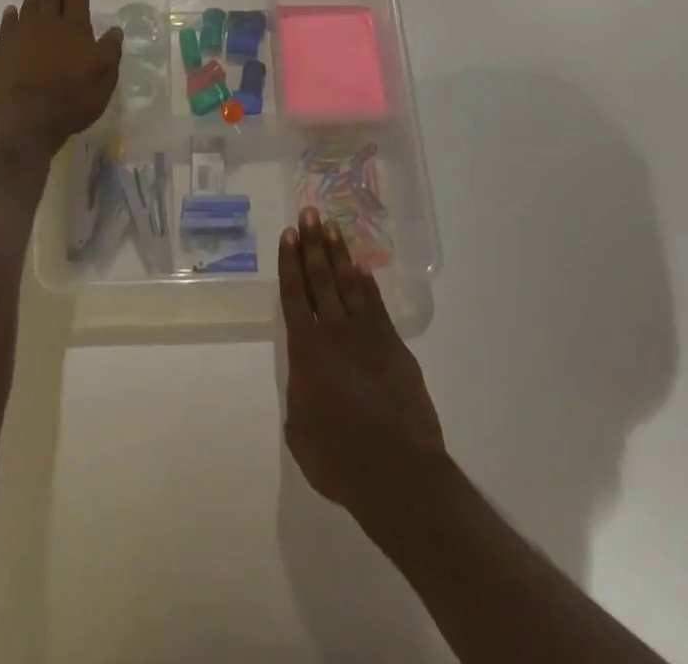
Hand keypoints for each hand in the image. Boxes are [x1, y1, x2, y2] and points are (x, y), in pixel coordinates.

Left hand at [0, 0, 121, 151]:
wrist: (24, 118)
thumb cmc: (71, 98)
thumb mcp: (104, 77)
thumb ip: (109, 51)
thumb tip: (114, 29)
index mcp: (75, 29)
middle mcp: (48, 26)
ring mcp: (22, 36)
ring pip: (30, 4)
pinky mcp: (3, 51)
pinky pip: (8, 26)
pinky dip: (10, 16)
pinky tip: (11, 9)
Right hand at [280, 209, 445, 521]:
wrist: (398, 474)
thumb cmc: (339, 460)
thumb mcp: (300, 432)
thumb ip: (300, 397)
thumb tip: (307, 383)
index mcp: (306, 350)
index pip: (294, 295)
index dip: (290, 263)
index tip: (288, 234)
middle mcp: (334, 332)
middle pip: (321, 278)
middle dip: (312, 244)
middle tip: (309, 213)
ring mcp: (368, 336)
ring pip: (349, 284)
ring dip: (338, 254)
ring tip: (331, 227)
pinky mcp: (395, 347)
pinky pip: (376, 305)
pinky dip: (368, 284)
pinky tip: (362, 267)